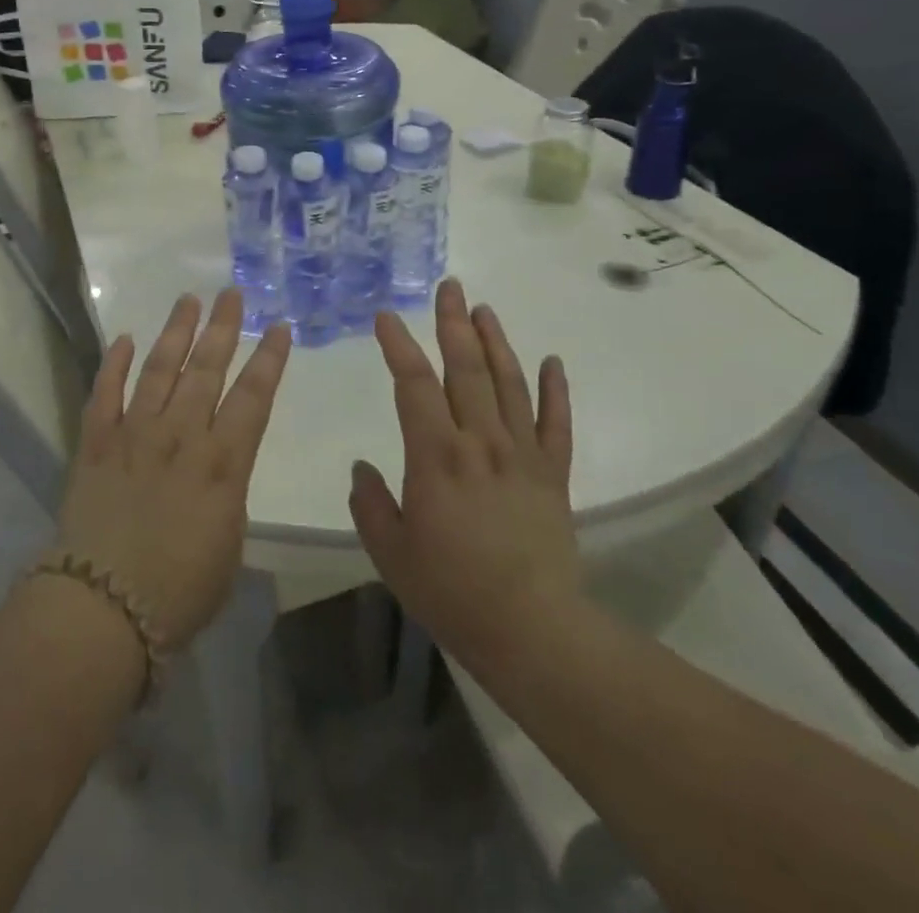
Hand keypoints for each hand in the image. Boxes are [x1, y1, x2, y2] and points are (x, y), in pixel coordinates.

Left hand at [55, 289, 290, 652]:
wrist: (102, 608)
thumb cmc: (179, 592)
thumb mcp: (228, 546)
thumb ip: (227, 496)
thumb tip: (219, 471)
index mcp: (222, 463)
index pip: (253, 397)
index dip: (269, 359)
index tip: (277, 326)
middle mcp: (180, 436)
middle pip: (206, 370)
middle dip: (222, 328)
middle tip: (230, 293)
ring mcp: (134, 434)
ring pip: (158, 370)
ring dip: (175, 333)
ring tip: (187, 300)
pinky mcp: (95, 444)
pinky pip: (104, 394)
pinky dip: (112, 365)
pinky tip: (123, 339)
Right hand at [349, 279, 581, 669]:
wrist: (531, 630)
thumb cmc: (451, 591)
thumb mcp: (391, 552)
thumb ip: (370, 504)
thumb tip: (362, 468)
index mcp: (436, 455)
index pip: (413, 383)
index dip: (398, 345)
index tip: (386, 316)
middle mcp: (480, 441)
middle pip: (465, 368)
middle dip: (453, 324)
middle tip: (449, 287)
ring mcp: (522, 454)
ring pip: (509, 384)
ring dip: (496, 342)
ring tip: (484, 310)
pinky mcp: (553, 475)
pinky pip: (556, 424)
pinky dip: (556, 390)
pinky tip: (553, 361)